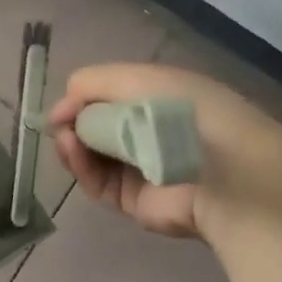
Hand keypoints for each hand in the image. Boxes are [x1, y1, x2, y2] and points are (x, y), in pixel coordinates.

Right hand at [49, 63, 281, 244]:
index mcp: (157, 98)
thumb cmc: (182, 111)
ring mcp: (141, 170)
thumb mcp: (135, 78)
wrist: (221, 168)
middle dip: (74, 122)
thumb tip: (60, 110)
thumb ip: (91, 84)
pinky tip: (72, 151)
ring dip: (73, 145)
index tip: (64, 103)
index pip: (110, 97)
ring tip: (66, 138)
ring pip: (92, 157)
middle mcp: (149, 133)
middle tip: (60, 123)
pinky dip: (81, 167)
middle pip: (97, 128)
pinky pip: (98, 184)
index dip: (83, 98)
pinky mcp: (135, 202)